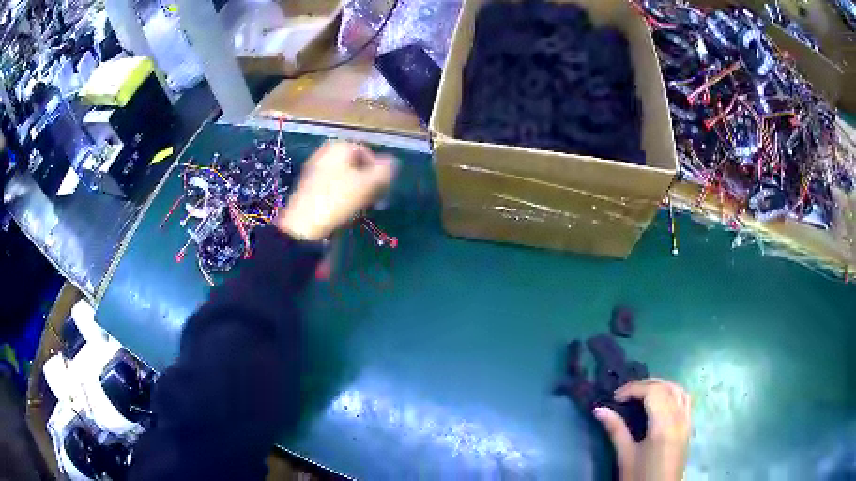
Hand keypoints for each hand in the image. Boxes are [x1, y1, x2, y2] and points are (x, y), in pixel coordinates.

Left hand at [276, 141, 395, 240]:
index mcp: (338, 146)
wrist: (303, 226)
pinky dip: (342, 197)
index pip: (367, 152)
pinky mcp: (308, 189)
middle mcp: (324, 154)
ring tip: (362, 209)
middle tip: (375, 200)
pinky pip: (332, 188)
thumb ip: (385, 171)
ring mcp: (314, 171)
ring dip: (356, 191)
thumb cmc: (338, 200)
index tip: (383, 189)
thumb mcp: (368, 184)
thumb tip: (394, 162)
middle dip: (367, 181)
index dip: (378, 170)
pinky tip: (345, 212)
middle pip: (355, 165)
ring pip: (344, 177)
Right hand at [594, 378, 690, 480]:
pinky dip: (672, 392)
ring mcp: (686, 421)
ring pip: (678, 389)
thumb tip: (598, 409)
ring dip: (660, 385)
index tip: (615, 398)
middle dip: (644, 385)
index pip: (652, 392)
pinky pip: (685, 399)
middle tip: (624, 394)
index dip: (633, 389)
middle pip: (666, 387)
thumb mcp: (625, 456)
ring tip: (641, 394)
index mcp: (663, 425)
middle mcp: (679, 418)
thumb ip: (615, 430)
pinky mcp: (688, 426)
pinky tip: (661, 400)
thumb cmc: (640, 477)